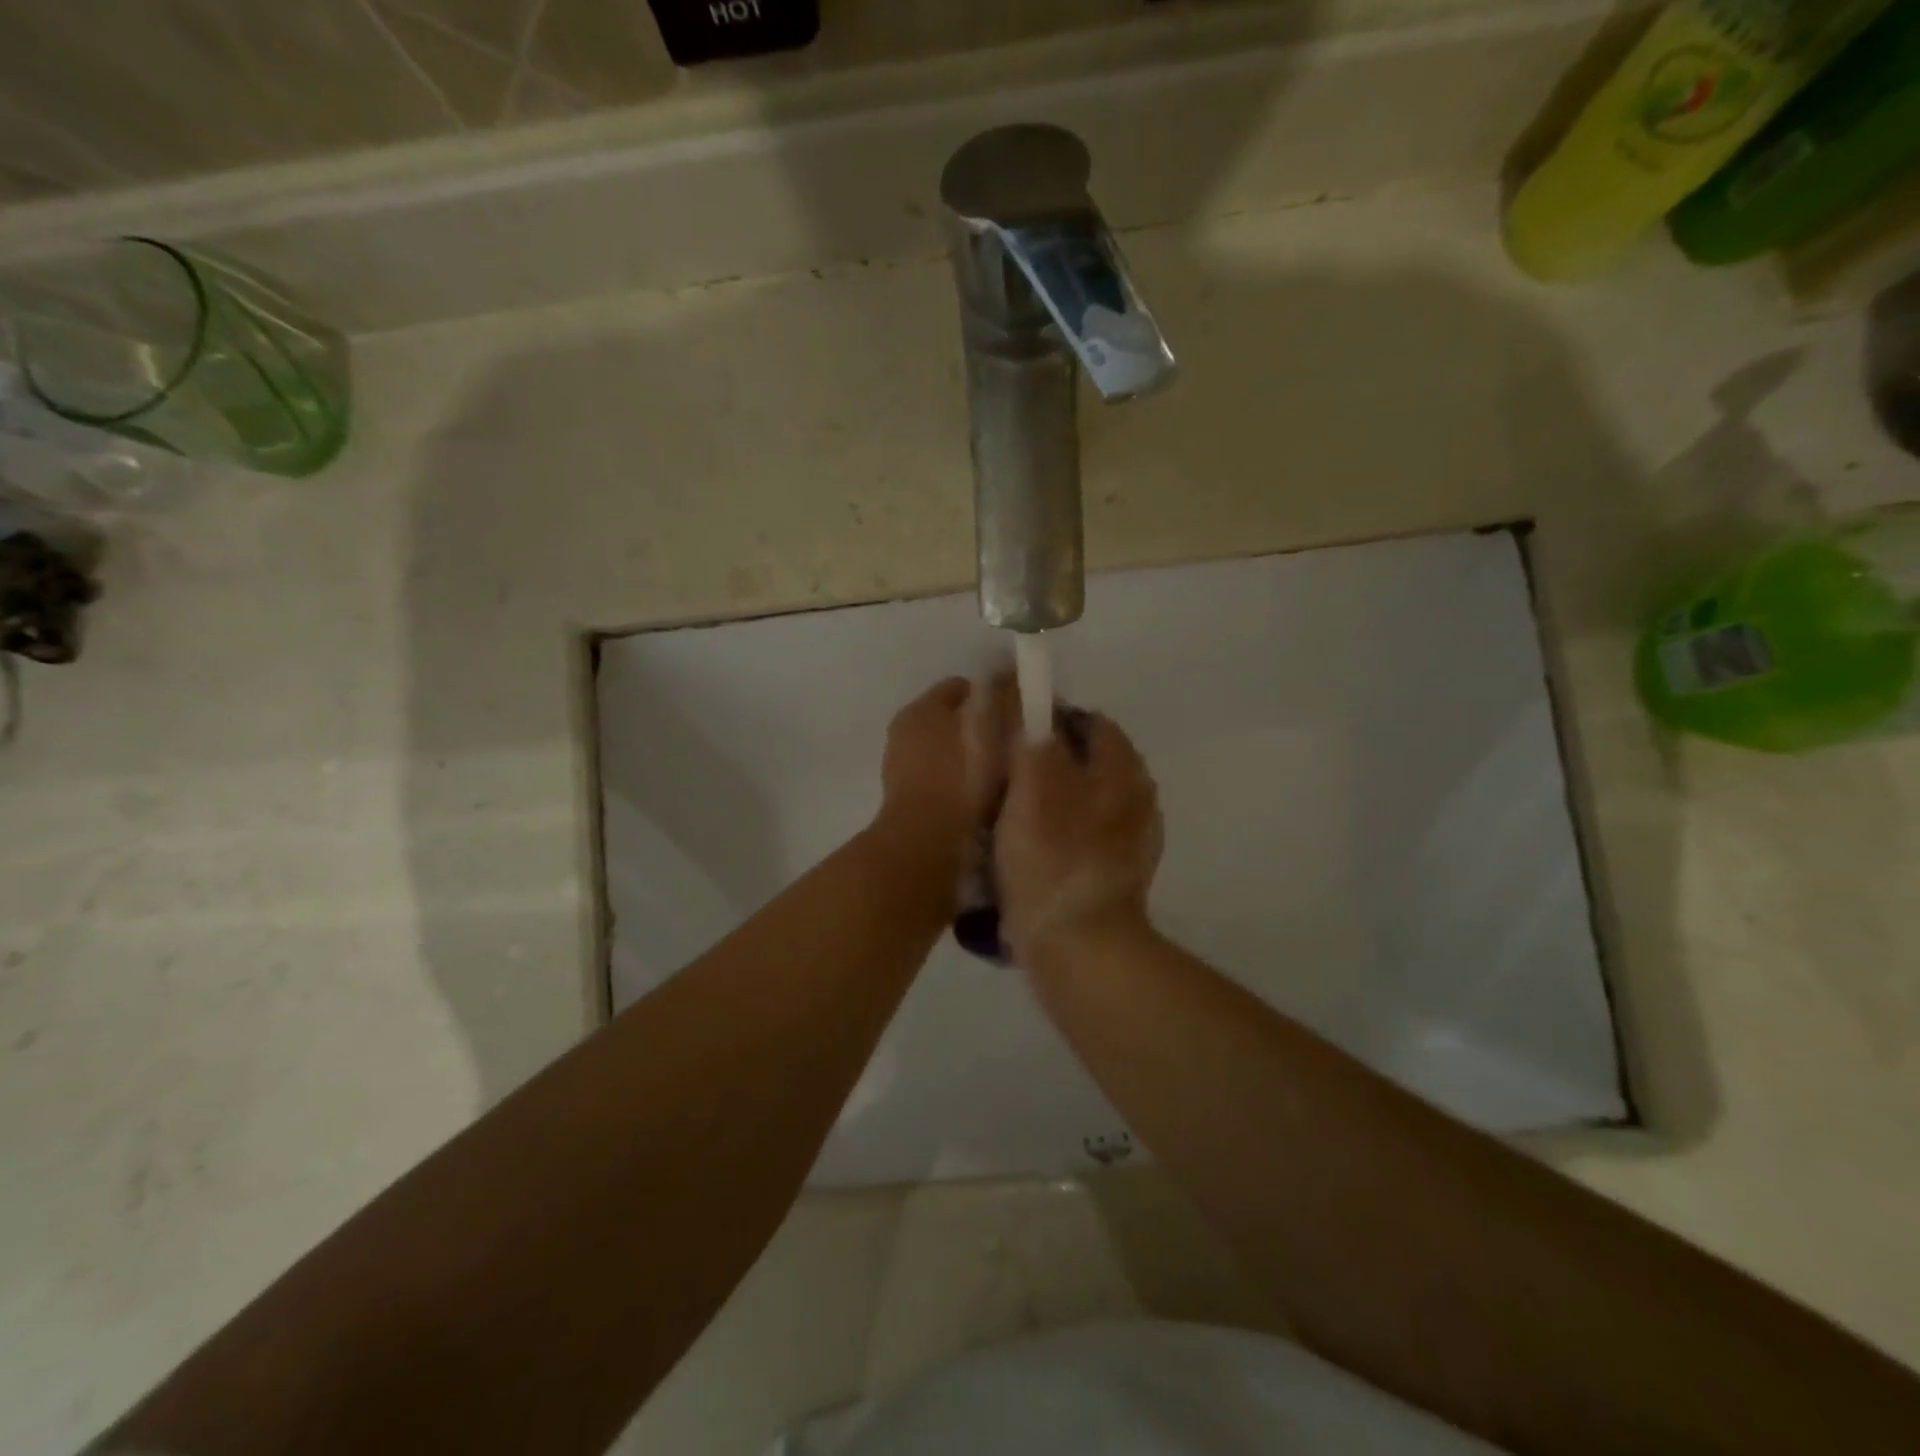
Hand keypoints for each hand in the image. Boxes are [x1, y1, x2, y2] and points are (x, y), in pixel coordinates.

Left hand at [874, 677, 1009, 861]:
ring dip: (971, 758)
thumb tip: (1008, 670)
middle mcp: (905, 732)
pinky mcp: (906, 800)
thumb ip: (1001, 695)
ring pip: (947, 751)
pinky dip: (959, 784)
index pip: (963, 687)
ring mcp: (901, 768)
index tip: (1020, 715)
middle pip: (953, 719)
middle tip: (1014, 746)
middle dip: (982, 727)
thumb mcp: (990, 727)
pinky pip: (942, 780)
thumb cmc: (962, 778)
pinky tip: (981, 799)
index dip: (994, 695)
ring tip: (1002, 776)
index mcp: (922, 708)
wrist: (927, 840)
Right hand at [995, 711, 1161, 966]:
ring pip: (1084, 799)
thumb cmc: (1052, 856)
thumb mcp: (1030, 783)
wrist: (1080, 946)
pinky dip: (1061, 834)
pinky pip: (1084, 835)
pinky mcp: (1120, 872)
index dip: (1047, 721)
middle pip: (1086, 761)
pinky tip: (1033, 852)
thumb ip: (1029, 735)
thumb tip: (1026, 700)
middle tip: (1004, 780)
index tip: (1011, 740)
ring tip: (1011, 817)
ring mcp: (1133, 837)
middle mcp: (1137, 796)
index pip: (1087, 721)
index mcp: (1123, 767)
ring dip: (1051, 801)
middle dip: (1047, 763)